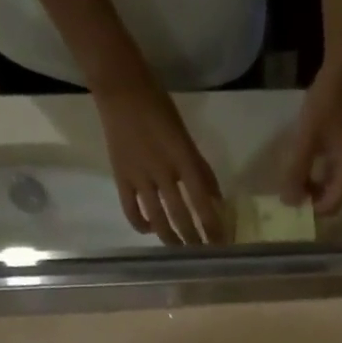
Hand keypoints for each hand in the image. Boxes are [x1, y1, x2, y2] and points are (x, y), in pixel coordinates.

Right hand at [94, 79, 226, 245]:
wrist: (120, 88)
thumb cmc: (159, 108)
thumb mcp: (186, 136)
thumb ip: (201, 169)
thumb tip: (216, 199)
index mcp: (182, 159)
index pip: (202, 201)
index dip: (213, 226)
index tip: (221, 244)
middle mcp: (162, 171)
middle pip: (181, 216)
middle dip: (194, 239)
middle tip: (203, 254)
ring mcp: (139, 177)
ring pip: (158, 219)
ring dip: (171, 239)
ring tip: (181, 251)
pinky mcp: (121, 178)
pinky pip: (131, 210)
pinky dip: (142, 225)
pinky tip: (152, 230)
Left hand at [280, 66, 341, 217]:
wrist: (340, 75)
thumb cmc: (325, 105)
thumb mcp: (306, 139)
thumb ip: (297, 171)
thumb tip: (288, 202)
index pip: (330, 206)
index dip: (310, 209)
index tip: (290, 200)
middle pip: (329, 201)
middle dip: (309, 201)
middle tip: (287, 192)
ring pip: (327, 190)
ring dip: (309, 190)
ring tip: (290, 180)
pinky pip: (326, 178)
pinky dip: (312, 179)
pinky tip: (298, 169)